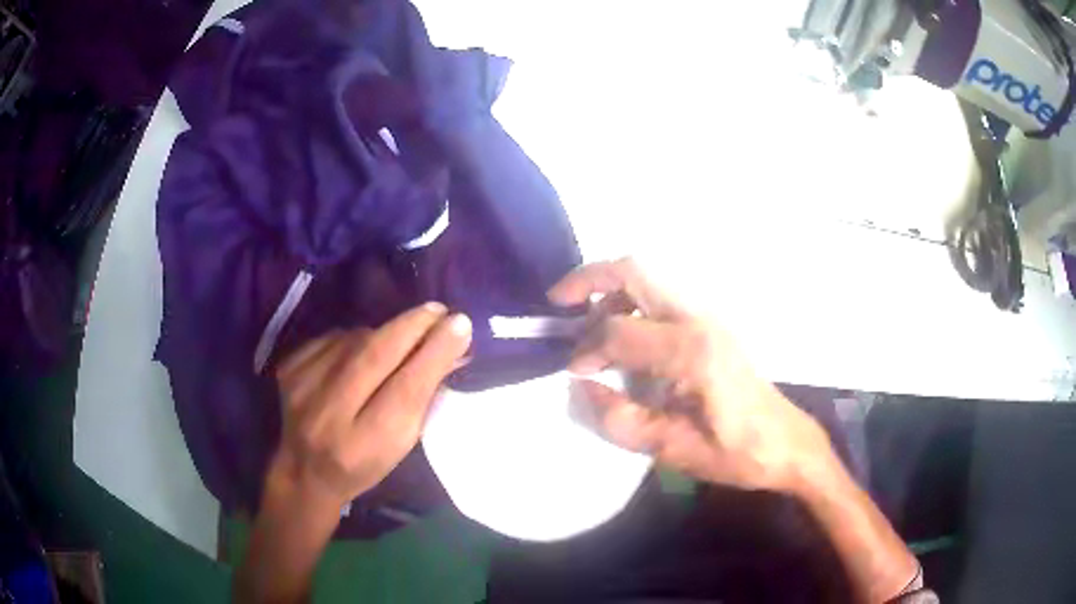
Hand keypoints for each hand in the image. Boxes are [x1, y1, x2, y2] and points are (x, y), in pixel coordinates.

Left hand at [266, 303, 472, 515]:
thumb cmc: (363, 463)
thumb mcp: (401, 445)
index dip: (434, 354)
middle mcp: (328, 413)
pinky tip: (359, 355)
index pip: (405, 390)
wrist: (304, 470)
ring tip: (399, 342)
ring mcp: (302, 385)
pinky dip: (354, 339)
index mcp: (363, 444)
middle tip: (439, 311)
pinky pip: (334, 337)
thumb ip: (423, 398)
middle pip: (375, 354)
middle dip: (413, 327)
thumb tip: (453, 346)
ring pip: (355, 339)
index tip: (460, 325)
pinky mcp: (289, 366)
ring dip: (384, 334)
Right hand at [549, 259, 835, 492]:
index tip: (575, 372)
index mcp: (692, 352)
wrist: (787, 443)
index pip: (619, 331)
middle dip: (590, 279)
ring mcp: (709, 316)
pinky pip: (663, 294)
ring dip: (612, 290)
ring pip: (650, 276)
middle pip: (635, 271)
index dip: (587, 349)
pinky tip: (625, 330)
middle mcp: (699, 320)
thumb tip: (581, 386)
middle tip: (559, 302)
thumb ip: (621, 419)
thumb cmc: (736, 452)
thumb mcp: (675, 450)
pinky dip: (633, 298)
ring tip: (590, 323)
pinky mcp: (713, 323)